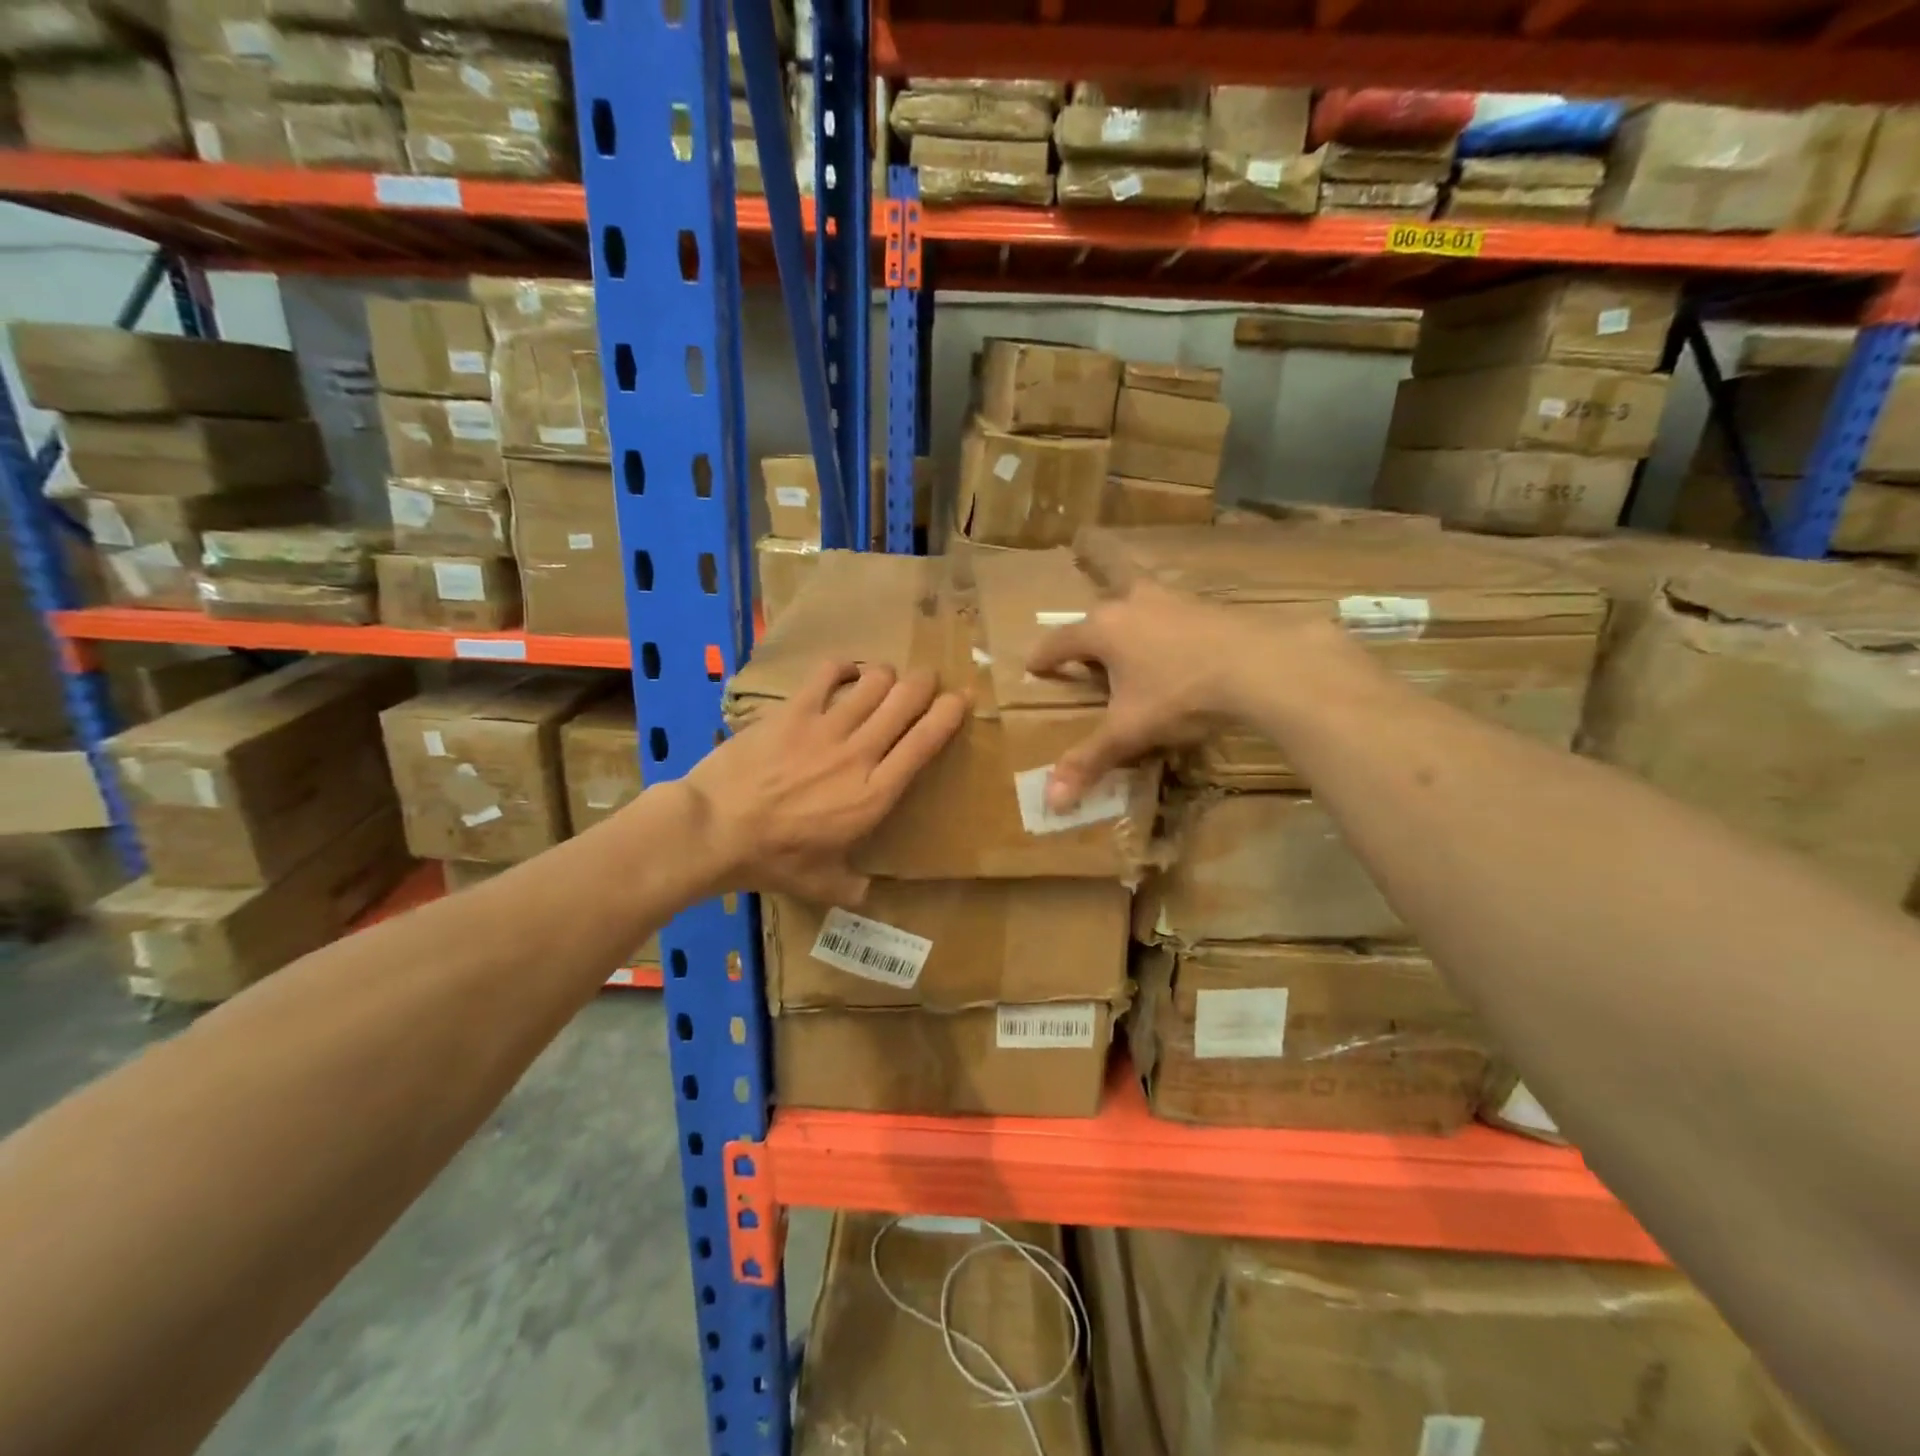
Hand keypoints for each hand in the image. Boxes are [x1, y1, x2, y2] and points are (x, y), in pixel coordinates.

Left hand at [682, 662, 966, 902]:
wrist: (715, 830)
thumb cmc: (772, 859)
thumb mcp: (820, 884)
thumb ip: (852, 888)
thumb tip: (868, 896)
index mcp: (875, 794)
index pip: (925, 743)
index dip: (948, 714)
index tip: (960, 699)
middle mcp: (859, 753)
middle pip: (905, 700)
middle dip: (924, 684)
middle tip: (926, 681)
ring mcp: (825, 728)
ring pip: (873, 682)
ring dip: (886, 675)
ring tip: (885, 678)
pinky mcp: (792, 711)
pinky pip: (826, 674)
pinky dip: (842, 667)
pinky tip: (844, 671)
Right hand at [1026, 579, 1346, 810]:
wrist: (1259, 665)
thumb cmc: (1180, 695)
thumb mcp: (1130, 731)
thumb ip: (1089, 761)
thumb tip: (1051, 801)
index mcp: (1103, 630)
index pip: (1060, 641)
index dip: (1044, 657)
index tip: (1033, 666)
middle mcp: (1132, 603)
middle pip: (1098, 611)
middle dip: (1087, 632)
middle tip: (1084, 656)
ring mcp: (1171, 599)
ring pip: (1137, 601)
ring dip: (1127, 617)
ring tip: (1129, 639)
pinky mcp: (1206, 604)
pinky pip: (1171, 611)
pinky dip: (1163, 624)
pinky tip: (1176, 645)